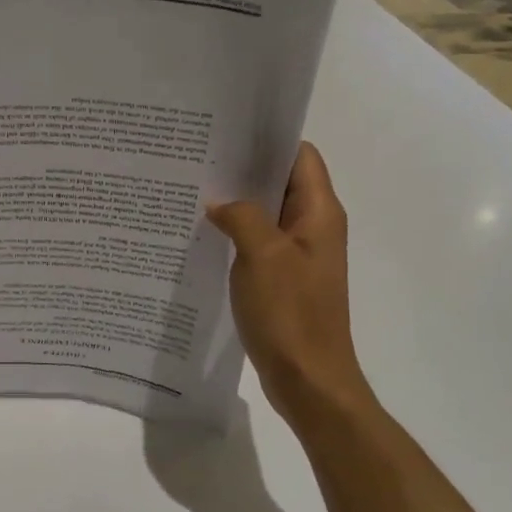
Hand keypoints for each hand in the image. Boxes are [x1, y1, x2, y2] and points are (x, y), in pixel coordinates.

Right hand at [208, 143, 376, 427]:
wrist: (309, 380)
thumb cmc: (291, 314)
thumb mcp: (262, 255)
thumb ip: (241, 216)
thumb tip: (218, 202)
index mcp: (319, 213)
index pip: (300, 155)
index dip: (268, 139)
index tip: (227, 131)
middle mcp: (313, 227)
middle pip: (280, 182)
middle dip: (242, 169)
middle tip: (197, 157)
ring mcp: (298, 255)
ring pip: (265, 213)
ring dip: (236, 203)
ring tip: (192, 190)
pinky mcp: (283, 279)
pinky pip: (258, 243)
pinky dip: (234, 233)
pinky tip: (201, 234)